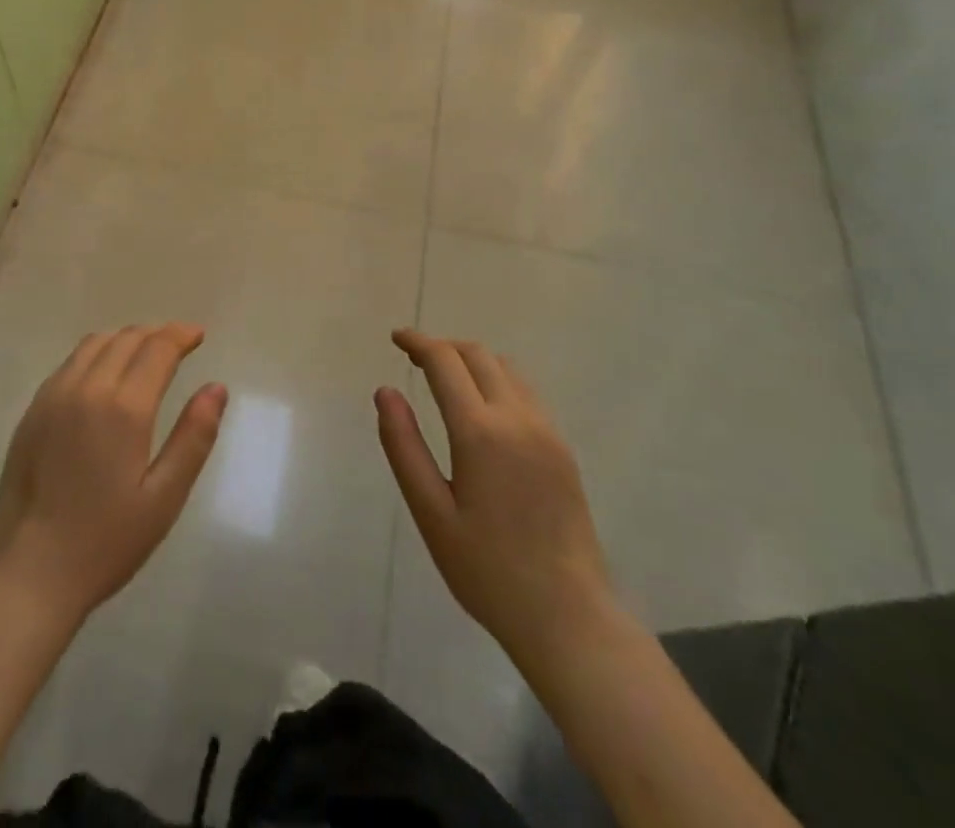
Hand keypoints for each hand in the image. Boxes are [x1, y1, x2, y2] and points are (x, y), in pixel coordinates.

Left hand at [0, 323, 226, 626]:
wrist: (27, 573)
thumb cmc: (104, 542)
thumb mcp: (164, 498)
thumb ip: (193, 438)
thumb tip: (216, 388)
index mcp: (123, 407)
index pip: (157, 348)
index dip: (181, 334)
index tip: (198, 335)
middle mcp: (87, 388)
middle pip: (127, 338)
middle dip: (157, 333)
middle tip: (179, 343)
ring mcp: (54, 395)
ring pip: (95, 343)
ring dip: (126, 338)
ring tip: (145, 352)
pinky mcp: (33, 410)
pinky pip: (70, 362)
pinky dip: (97, 352)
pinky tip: (105, 373)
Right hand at [376, 328, 612, 659]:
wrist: (569, 618)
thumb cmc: (488, 571)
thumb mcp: (431, 513)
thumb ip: (404, 447)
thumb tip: (385, 391)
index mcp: (481, 432)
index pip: (445, 362)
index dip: (418, 342)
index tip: (396, 337)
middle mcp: (518, 419)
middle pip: (478, 355)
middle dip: (443, 347)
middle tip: (414, 359)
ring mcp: (546, 431)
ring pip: (506, 368)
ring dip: (472, 360)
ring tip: (445, 379)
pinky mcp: (562, 448)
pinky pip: (526, 392)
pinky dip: (497, 380)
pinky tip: (482, 408)